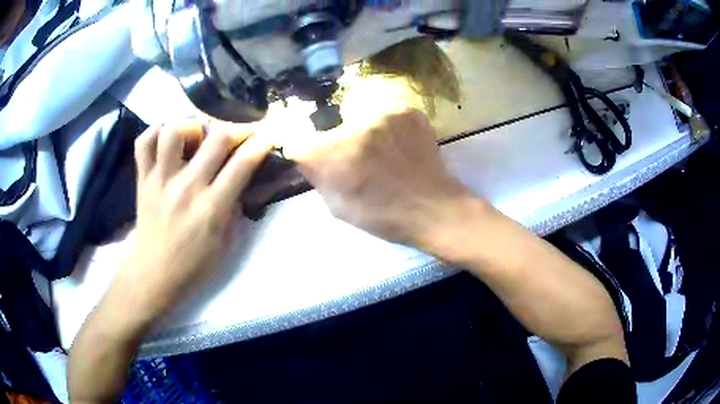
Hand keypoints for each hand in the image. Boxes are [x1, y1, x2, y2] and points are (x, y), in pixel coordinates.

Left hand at [120, 121, 271, 318]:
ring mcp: (161, 180)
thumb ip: (234, 208)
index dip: (260, 143)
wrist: (154, 274)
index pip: (242, 164)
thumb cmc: (194, 264)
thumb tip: (240, 179)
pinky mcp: (143, 179)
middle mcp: (186, 187)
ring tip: (195, 136)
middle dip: (235, 128)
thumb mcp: (225, 244)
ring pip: (174, 132)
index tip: (268, 134)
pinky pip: (143, 142)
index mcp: (211, 208)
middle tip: (236, 133)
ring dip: (191, 126)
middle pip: (215, 138)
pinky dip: (155, 132)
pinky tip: (166, 138)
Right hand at [295, 109, 472, 246]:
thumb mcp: (337, 206)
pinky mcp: (406, 109)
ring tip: (381, 152)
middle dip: (336, 140)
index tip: (318, 158)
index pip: (298, 139)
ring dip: (362, 130)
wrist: (434, 208)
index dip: (306, 149)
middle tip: (357, 159)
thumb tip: (307, 154)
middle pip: (330, 125)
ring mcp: (383, 113)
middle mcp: (352, 125)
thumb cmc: (383, 215)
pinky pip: (384, 112)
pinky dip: (387, 126)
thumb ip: (316, 175)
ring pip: (358, 115)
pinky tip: (398, 145)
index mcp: (330, 154)